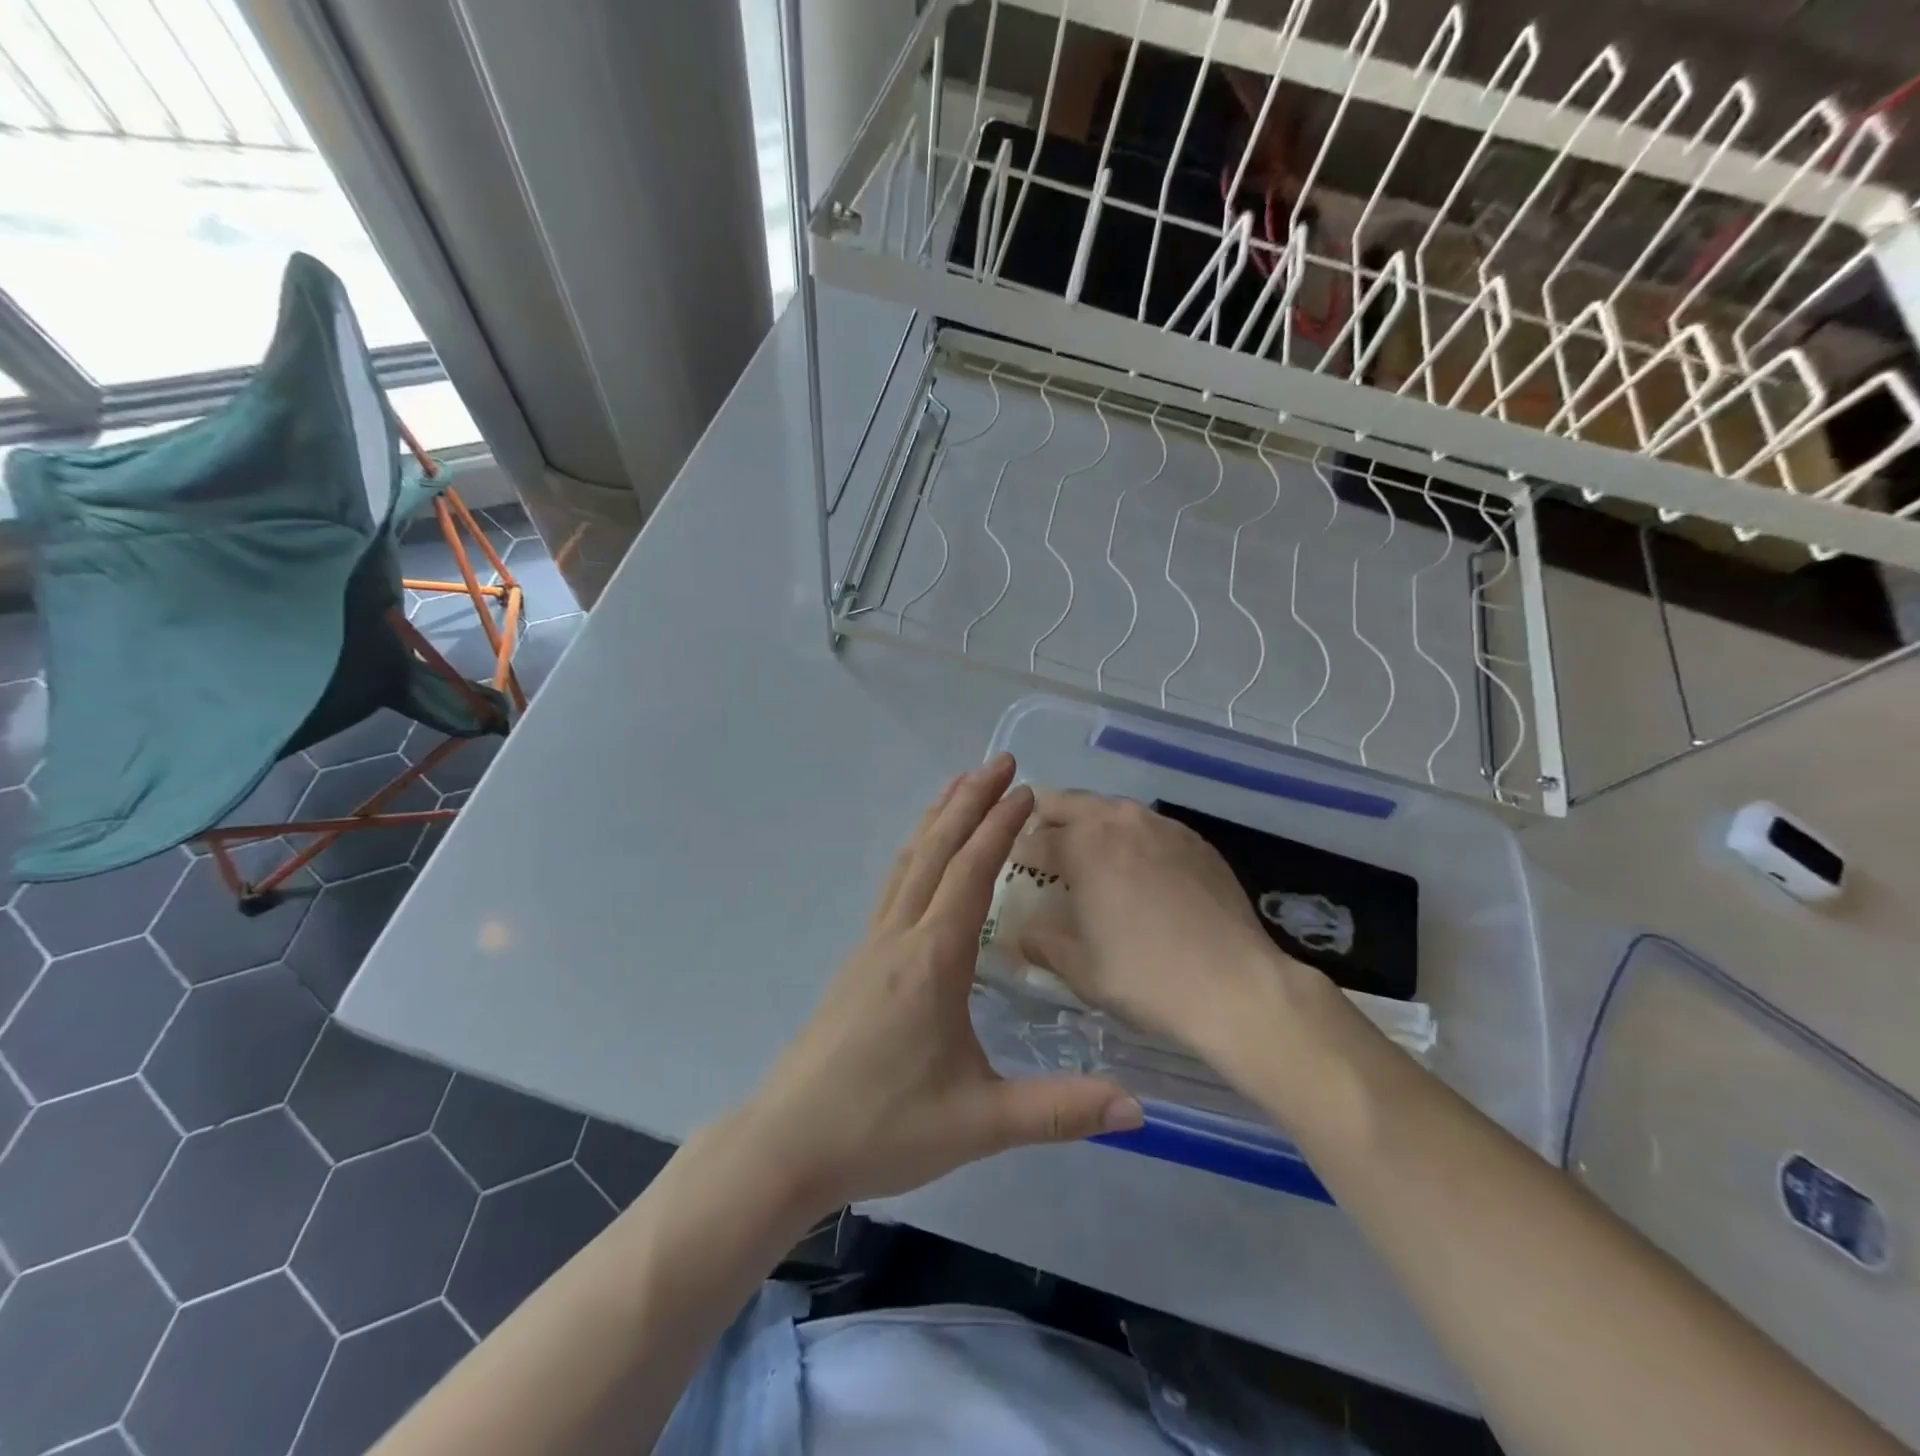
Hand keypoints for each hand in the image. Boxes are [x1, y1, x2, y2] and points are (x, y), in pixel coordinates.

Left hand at [730, 757, 1143, 1218]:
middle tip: (999, 761)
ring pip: (908, 863)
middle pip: (936, 850)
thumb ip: (1059, 1110)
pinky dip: (917, 853)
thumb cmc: (883, 1127)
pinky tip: (923, 860)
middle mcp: (899, 937)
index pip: (971, 873)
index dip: (999, 827)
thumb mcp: (979, 1122)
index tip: (1026, 789)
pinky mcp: (858, 964)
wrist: (788, 1144)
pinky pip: (893, 887)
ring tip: (959, 785)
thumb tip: (1137, 1107)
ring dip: (936, 819)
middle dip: (968, 800)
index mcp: (932, 959)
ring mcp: (871, 947)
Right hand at [1016, 791, 1338, 1066]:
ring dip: (1089, 824)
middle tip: (1040, 848)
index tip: (1012, 868)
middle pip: (1069, 803)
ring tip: (1087, 856)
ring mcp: (1163, 826)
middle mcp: (1120, 821)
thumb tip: (1023, 931)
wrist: (1235, 986)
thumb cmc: (1145, 976)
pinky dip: (1129, 838)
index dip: (1016, 853)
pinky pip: (1148, 826)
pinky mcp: (1195, 840)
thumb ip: (1041, 941)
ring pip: (1111, 809)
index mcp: (1084, 844)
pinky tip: (1137, 870)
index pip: (1034, 838)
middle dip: (1046, 820)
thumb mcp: (1078, 968)